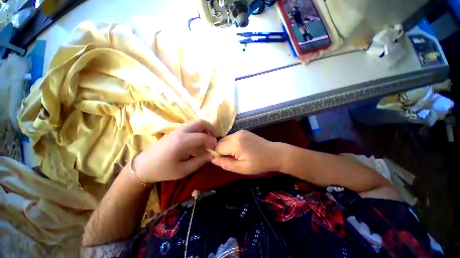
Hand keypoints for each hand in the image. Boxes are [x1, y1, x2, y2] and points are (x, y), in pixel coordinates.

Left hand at [134, 120, 218, 182]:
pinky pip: (191, 127)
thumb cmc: (163, 170)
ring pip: (196, 123)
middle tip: (217, 137)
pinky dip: (199, 130)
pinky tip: (200, 140)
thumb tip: (212, 155)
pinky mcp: (176, 131)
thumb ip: (200, 161)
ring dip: (205, 129)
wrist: (144, 166)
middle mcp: (181, 131)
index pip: (203, 137)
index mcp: (182, 141)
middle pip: (200, 123)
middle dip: (211, 128)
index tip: (216, 148)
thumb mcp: (183, 170)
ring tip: (210, 138)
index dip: (212, 142)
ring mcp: (178, 129)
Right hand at [211, 130, 279, 174]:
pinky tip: (238, 149)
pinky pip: (231, 137)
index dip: (216, 155)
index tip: (220, 161)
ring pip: (225, 139)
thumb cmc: (259, 164)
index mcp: (235, 144)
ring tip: (234, 155)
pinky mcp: (243, 131)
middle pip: (220, 141)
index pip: (217, 147)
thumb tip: (212, 160)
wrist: (274, 154)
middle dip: (220, 150)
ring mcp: (240, 131)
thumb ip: (226, 164)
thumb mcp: (242, 168)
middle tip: (228, 159)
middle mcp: (236, 134)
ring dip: (225, 147)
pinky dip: (230, 143)